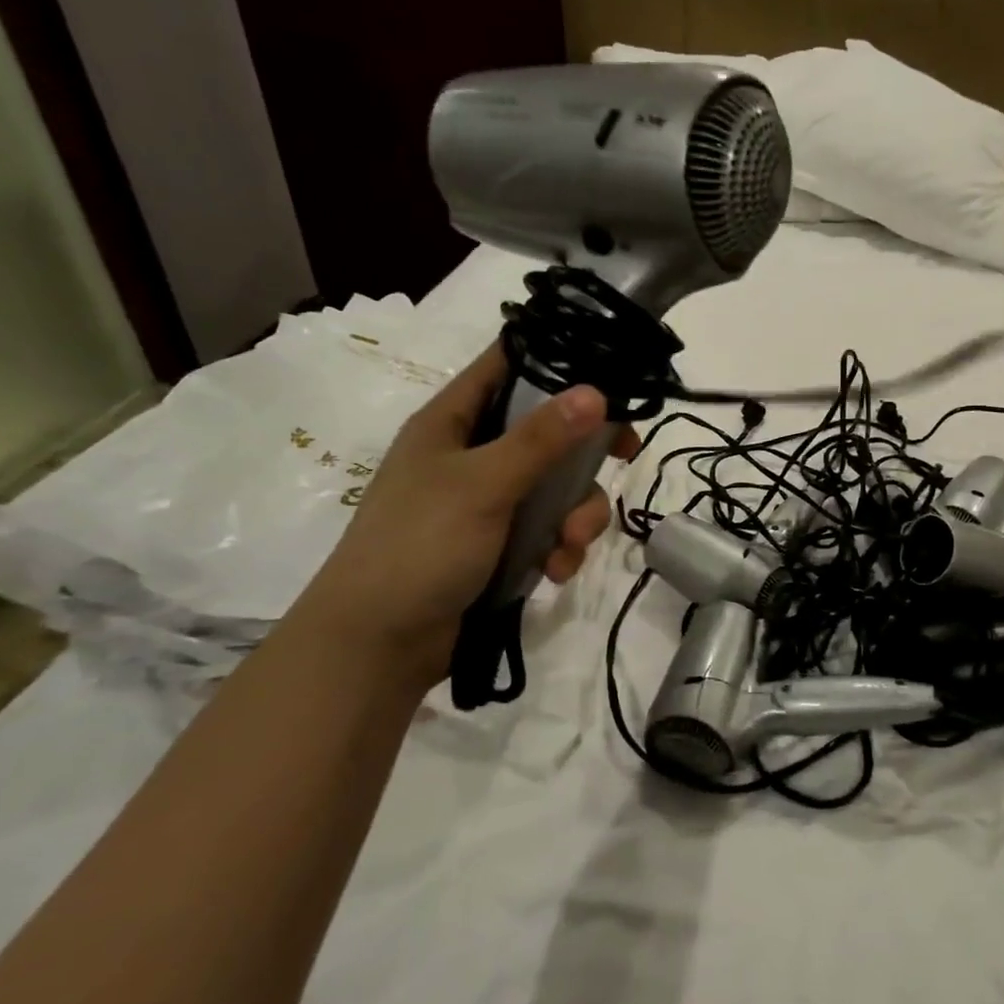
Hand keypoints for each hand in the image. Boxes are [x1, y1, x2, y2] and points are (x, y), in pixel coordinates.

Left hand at [287, 345, 638, 685]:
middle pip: (547, 430)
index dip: (557, 358)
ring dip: (576, 515)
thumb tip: (596, 390)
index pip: (508, 364)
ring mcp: (487, 501)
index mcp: (453, 420)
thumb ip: (542, 439)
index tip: (611, 371)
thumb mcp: (483, 485)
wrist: (378, 645)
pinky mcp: (500, 544)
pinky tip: (556, 572)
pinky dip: (559, 547)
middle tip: (625, 456)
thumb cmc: (419, 546)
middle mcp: (472, 453)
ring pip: (557, 486)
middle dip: (584, 455)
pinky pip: (549, 529)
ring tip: (569, 546)